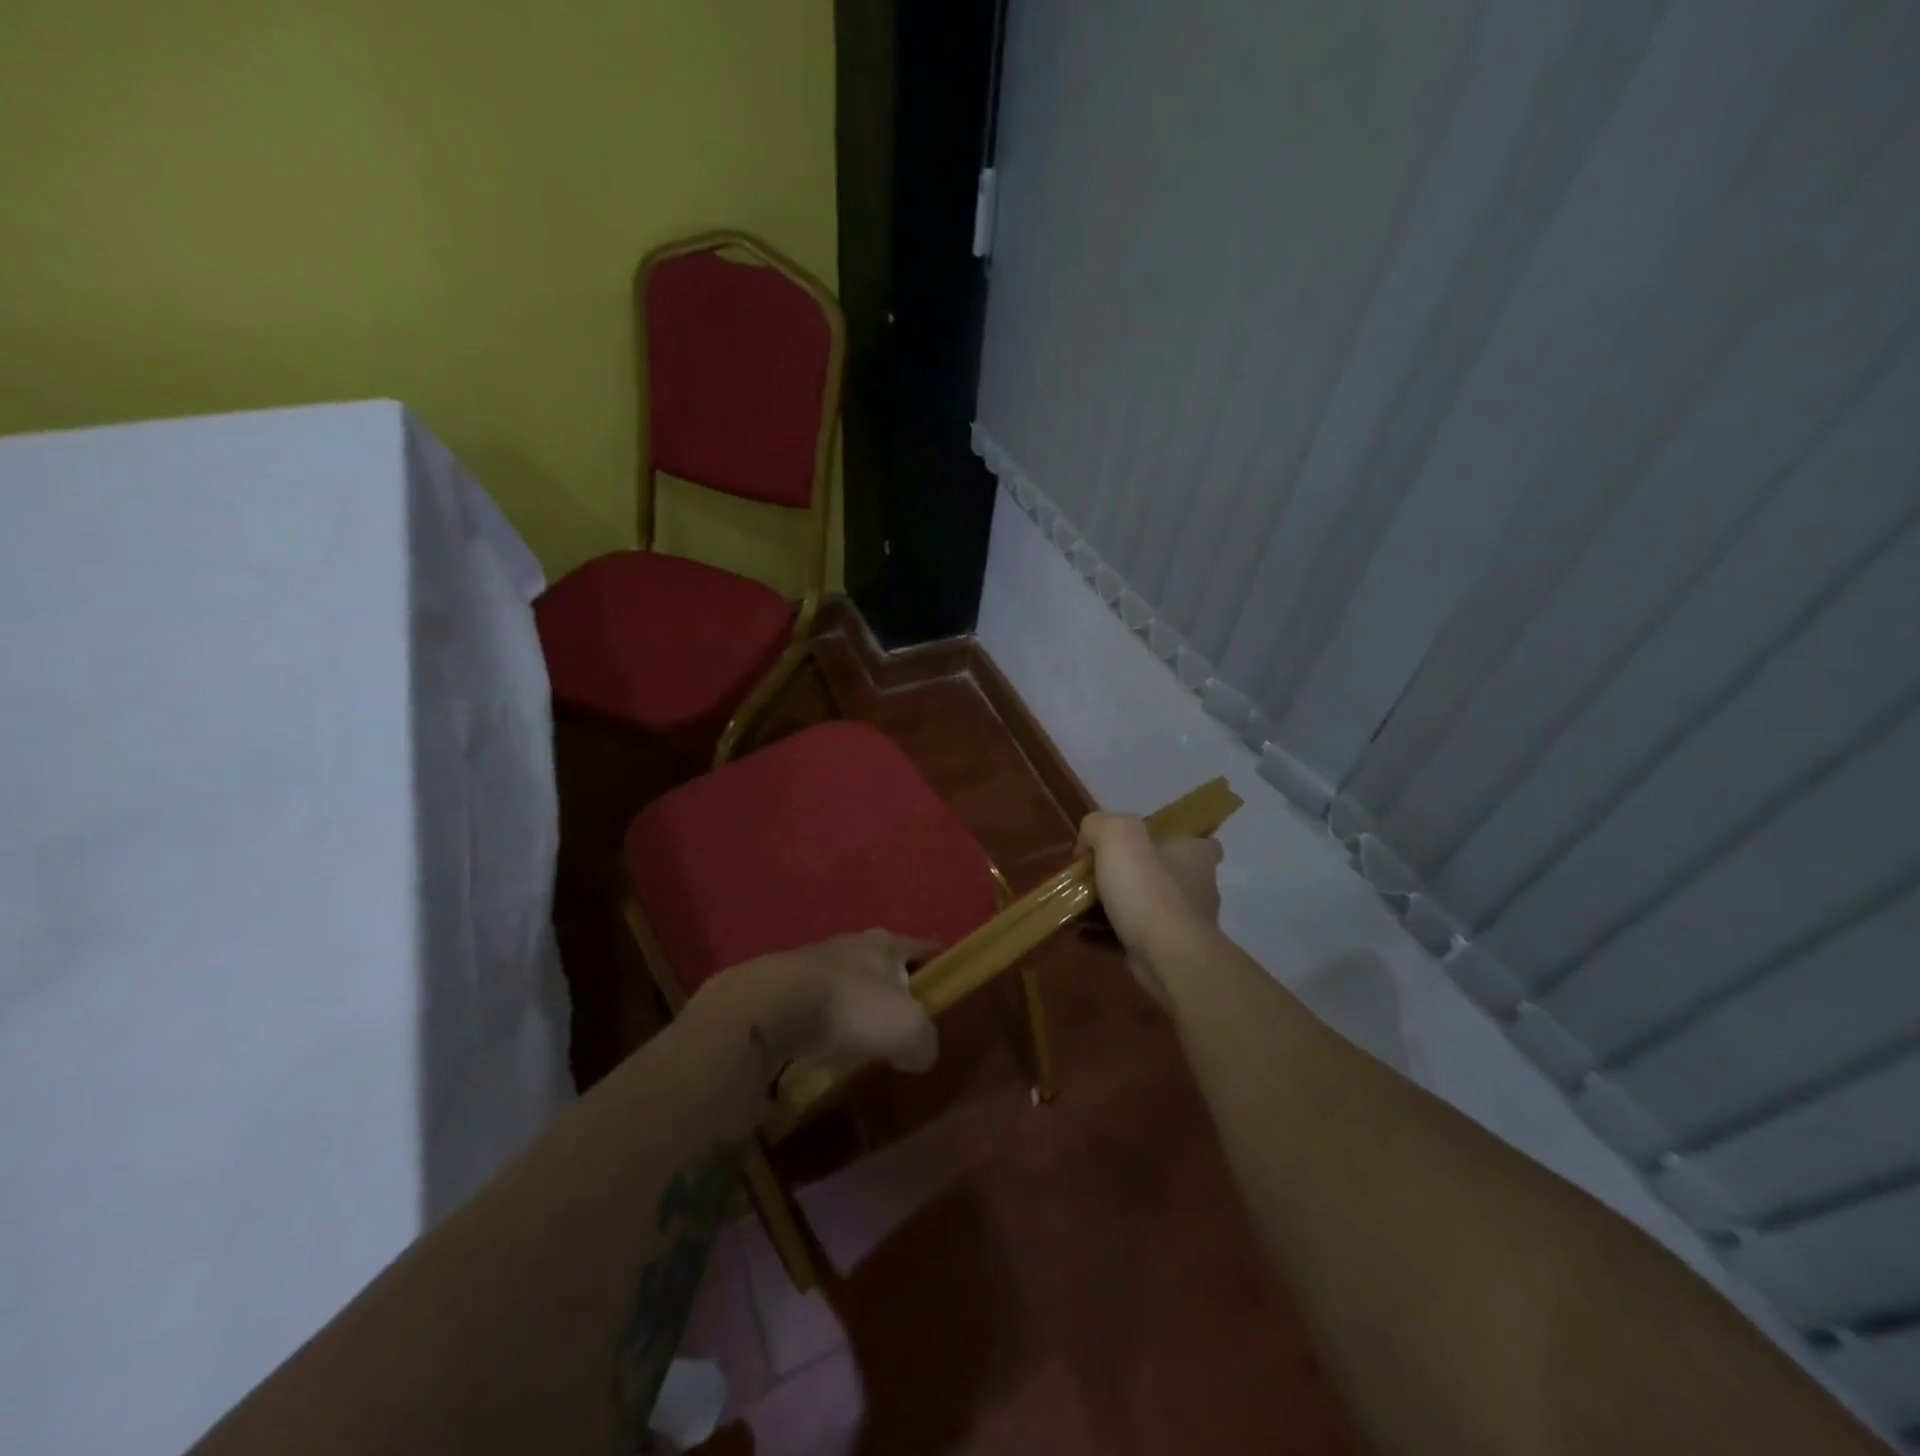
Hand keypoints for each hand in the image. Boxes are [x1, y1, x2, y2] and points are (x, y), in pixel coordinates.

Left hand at [709, 930, 939, 1074]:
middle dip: (895, 989)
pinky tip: (826, 1045)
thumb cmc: (852, 1008)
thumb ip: (925, 1042)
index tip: (948, 986)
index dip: (938, 966)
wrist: (770, 1008)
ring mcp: (814, 961)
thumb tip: (918, 1053)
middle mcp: (852, 943)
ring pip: (849, 983)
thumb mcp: (908, 1029)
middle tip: (905, 1021)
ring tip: (864, 1039)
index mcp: (886, 943)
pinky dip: (826, 1021)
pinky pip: (818, 1003)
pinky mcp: (784, 985)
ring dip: (857, 1006)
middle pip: (884, 965)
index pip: (923, 948)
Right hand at [1077, 813, 1221, 1002]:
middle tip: (1095, 875)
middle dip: (1131, 874)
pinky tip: (1081, 932)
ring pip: (1144, 906)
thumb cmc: (1148, 889)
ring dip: (1114, 906)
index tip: (1138, 845)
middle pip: (1162, 873)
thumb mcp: (1116, 835)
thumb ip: (1098, 826)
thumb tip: (1087, 844)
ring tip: (1078, 906)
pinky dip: (1106, 933)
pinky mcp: (1167, 951)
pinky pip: (1130, 936)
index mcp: (1195, 854)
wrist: (1166, 957)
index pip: (1195, 840)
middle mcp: (1197, 886)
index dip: (1169, 839)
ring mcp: (1184, 923)